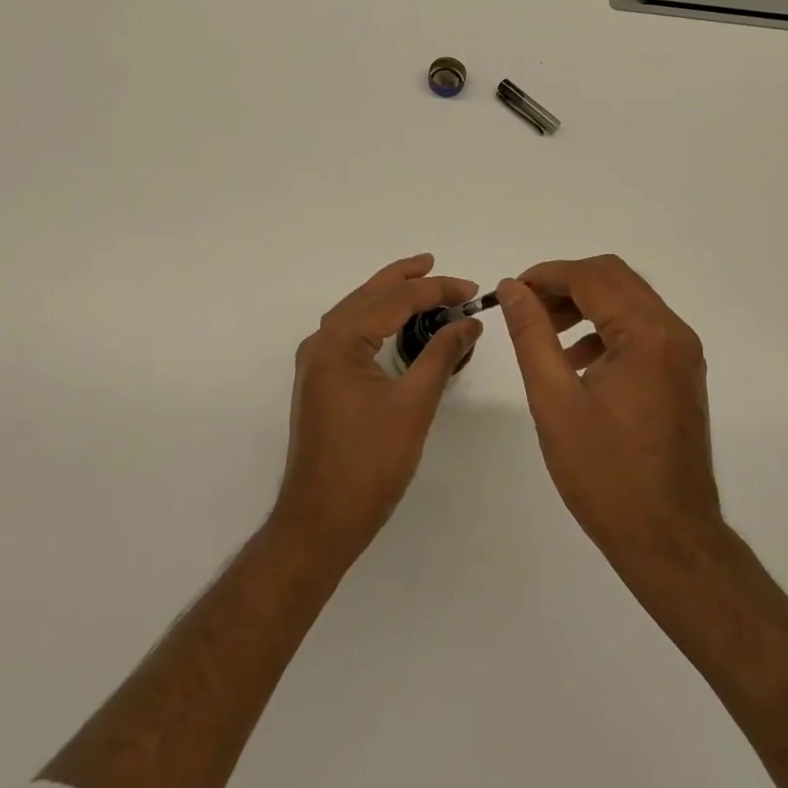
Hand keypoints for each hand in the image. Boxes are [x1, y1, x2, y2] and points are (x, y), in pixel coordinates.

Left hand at [274, 254, 481, 558]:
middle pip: (367, 296)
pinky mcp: (321, 381)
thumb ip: (441, 355)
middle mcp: (320, 343)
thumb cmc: (369, 463)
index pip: (392, 301)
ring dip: (388, 296)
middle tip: (438, 265)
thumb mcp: (414, 404)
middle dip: (405, 280)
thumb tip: (469, 321)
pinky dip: (376, 320)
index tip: (471, 289)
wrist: (320, 521)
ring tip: (421, 282)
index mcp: (338, 342)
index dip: (435, 290)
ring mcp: (316, 363)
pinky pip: (350, 334)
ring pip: (356, 313)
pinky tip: (395, 323)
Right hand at [499, 256, 725, 574]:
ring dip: (585, 303)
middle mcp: (673, 332)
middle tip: (526, 307)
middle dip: (565, 283)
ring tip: (544, 331)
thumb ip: (531, 334)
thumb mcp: (554, 400)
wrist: (670, 541)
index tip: (511, 291)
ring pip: (628, 300)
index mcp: (647, 334)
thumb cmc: (606, 474)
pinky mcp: (681, 373)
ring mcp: (682, 353)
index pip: (591, 277)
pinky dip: (605, 328)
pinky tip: (576, 360)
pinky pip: (640, 328)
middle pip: (614, 278)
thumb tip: (513, 288)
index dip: (545, 275)